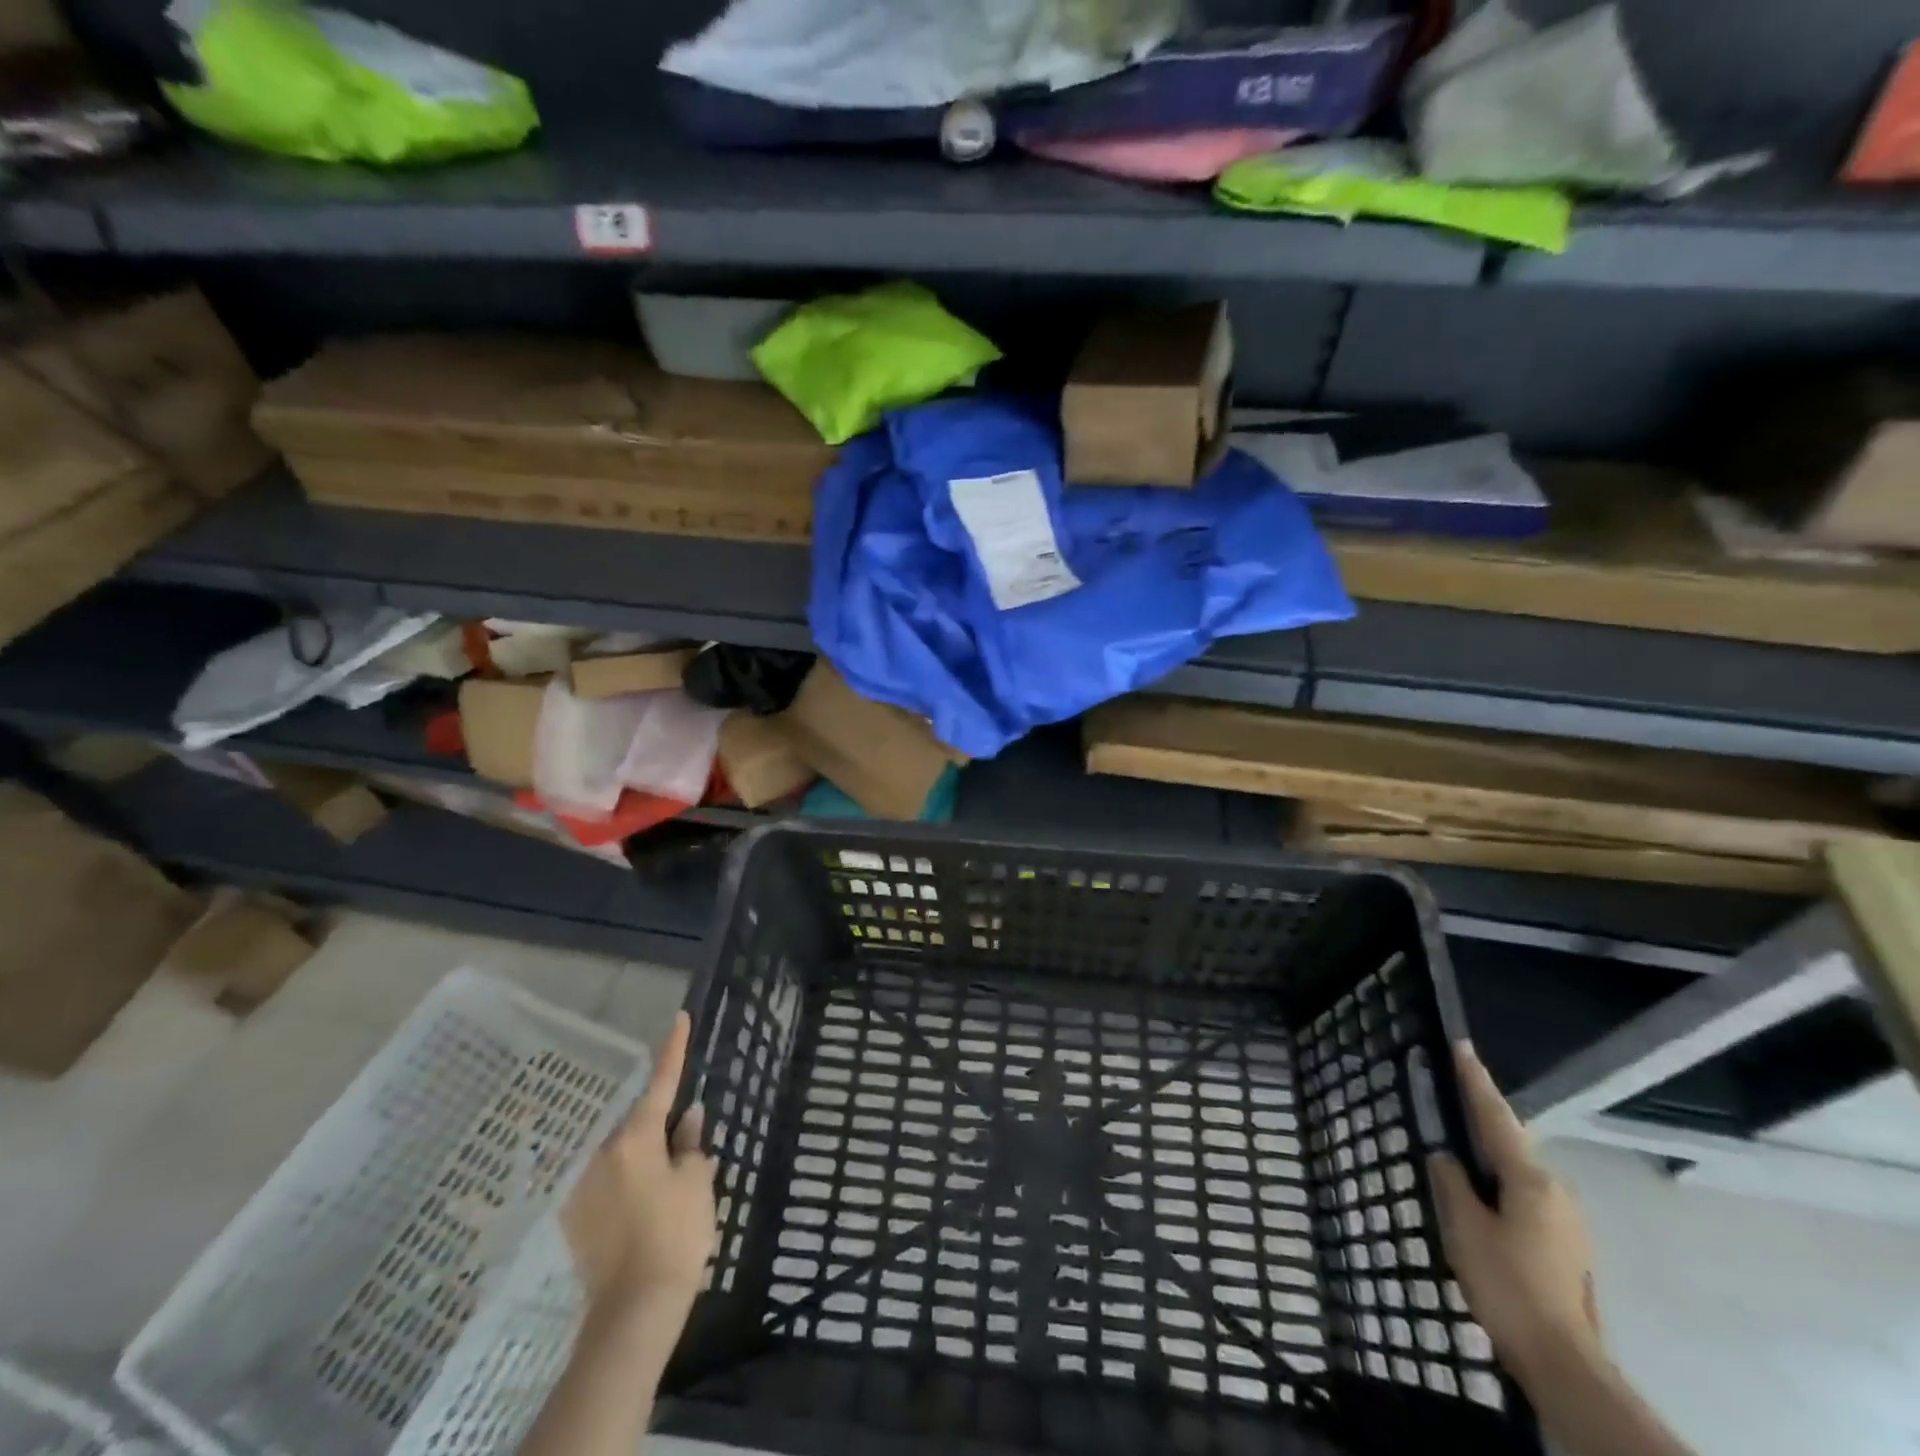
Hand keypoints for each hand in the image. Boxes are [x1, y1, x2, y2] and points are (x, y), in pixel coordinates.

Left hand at [562, 1011, 717, 1313]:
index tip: (679, 1018)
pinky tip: (641, 1210)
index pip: (660, 1083)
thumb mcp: (697, 1183)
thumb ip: (691, 1144)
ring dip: (641, 1157)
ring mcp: (583, 1187)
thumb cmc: (676, 1236)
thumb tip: (689, 1118)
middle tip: (682, 1143)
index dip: (673, 1049)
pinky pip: (606, 1183)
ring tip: (664, 1185)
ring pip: (620, 1154)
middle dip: (659, 1125)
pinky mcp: (574, 1219)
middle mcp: (602, 1154)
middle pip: (637, 1124)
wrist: (635, 1311)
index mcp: (636, 1139)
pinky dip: (625, 1183)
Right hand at [1427, 1042, 1602, 1382]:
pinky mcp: (1568, 1245)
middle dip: (1482, 1120)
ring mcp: (1568, 1220)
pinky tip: (1481, 1198)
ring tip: (1458, 1151)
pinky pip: (1526, 1198)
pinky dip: (1501, 1186)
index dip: (1475, 1080)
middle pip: (1511, 1143)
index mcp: (1530, 1179)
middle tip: (1451, 1098)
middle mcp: (1556, 1190)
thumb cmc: (1506, 1284)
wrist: (1563, 1362)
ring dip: (1490, 1158)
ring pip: (1519, 1173)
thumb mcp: (1464, 1227)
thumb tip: (1445, 1156)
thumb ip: (1451, 1182)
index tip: (1462, 1046)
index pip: (1495, 1116)